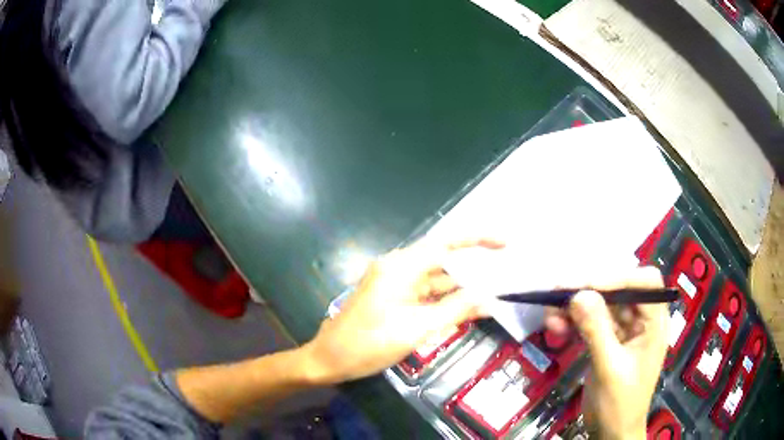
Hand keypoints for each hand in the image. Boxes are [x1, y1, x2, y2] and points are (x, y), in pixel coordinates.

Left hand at [302, 238, 503, 383]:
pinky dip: (442, 302)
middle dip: (470, 272)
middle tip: (500, 279)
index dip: (477, 240)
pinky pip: (422, 293)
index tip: (504, 243)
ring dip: (458, 291)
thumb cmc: (370, 344)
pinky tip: (464, 311)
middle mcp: (396, 267)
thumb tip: (489, 299)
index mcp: (400, 267)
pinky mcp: (390, 296)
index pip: (445, 244)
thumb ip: (456, 310)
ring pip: (433, 280)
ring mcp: (392, 282)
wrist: (329, 359)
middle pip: (441, 262)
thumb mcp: (418, 329)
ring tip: (488, 299)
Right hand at [545, 267, 667, 439]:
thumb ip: (597, 331)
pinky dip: (572, 323)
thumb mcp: (609, 369)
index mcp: (654, 323)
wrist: (611, 433)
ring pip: (600, 306)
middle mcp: (641, 320)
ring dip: (575, 308)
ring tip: (550, 316)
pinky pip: (590, 323)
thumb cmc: (620, 404)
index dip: (618, 277)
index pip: (645, 283)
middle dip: (588, 291)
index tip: (585, 286)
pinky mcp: (607, 342)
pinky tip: (556, 328)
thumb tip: (579, 294)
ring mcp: (623, 331)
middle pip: (618, 291)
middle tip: (557, 293)